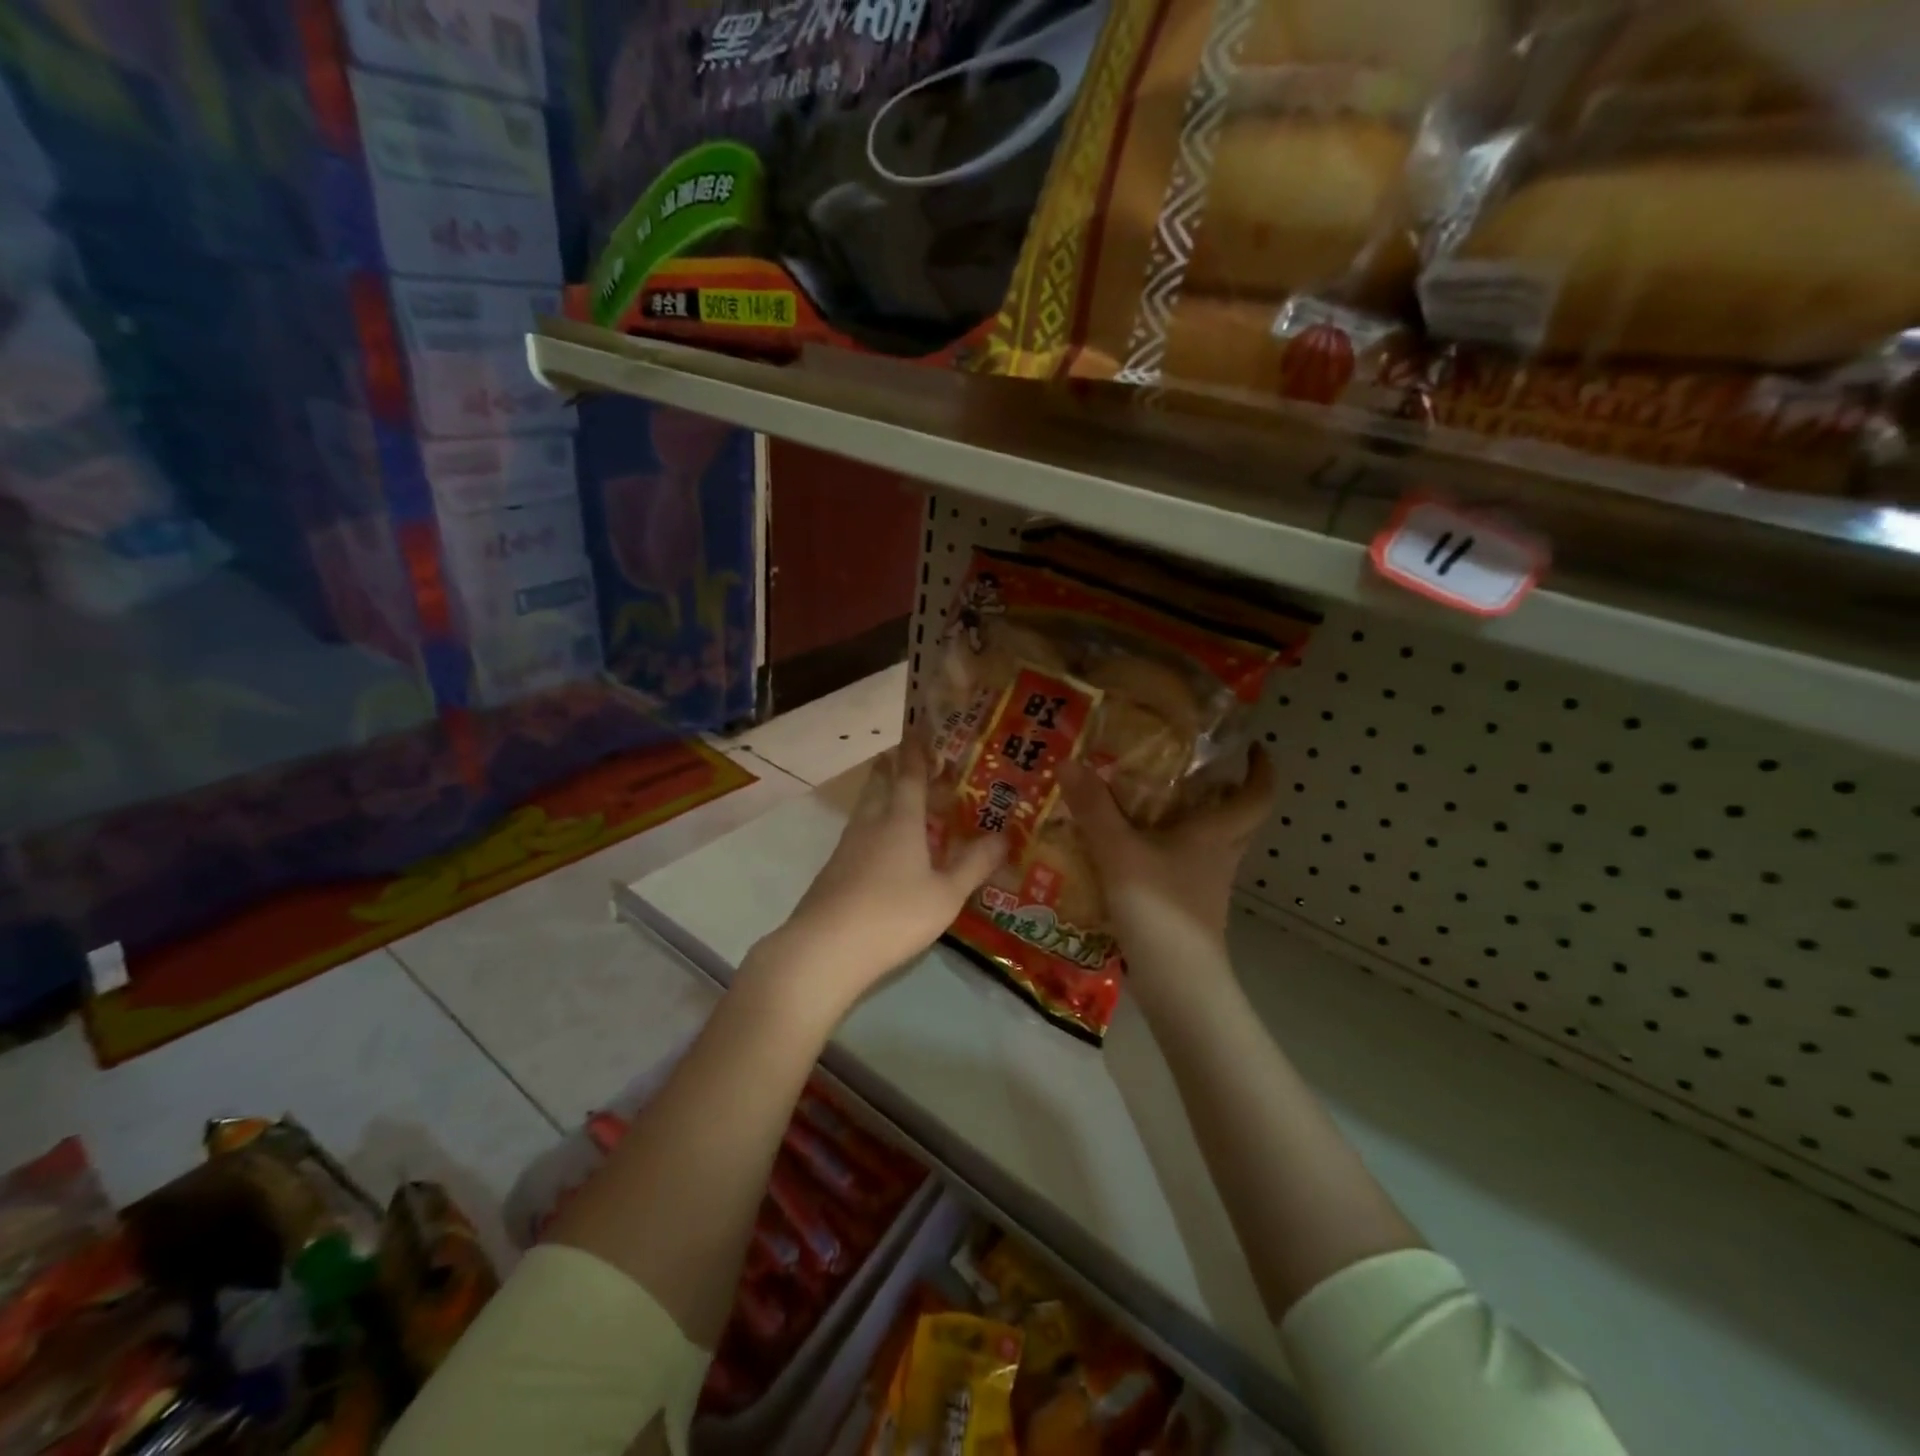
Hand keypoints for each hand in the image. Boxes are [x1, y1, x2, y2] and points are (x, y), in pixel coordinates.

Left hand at [768, 734, 1005, 1009]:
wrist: (825, 949)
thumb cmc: (894, 915)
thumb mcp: (946, 894)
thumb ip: (974, 865)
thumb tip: (1004, 837)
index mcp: (900, 821)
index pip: (909, 776)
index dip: (916, 753)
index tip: (918, 731)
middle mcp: (871, 825)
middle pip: (879, 786)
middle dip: (890, 768)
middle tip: (900, 756)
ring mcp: (847, 847)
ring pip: (864, 810)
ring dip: (878, 796)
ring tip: (893, 797)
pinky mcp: (833, 871)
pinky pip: (857, 835)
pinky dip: (871, 827)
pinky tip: (878, 847)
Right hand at [1060, 745, 1275, 978]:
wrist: (1176, 983)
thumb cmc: (1160, 908)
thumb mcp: (1119, 851)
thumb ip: (1093, 808)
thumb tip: (1069, 761)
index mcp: (1217, 834)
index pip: (1258, 795)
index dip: (1260, 768)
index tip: (1250, 746)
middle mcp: (1220, 856)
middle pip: (1237, 818)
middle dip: (1222, 791)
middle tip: (1189, 768)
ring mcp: (1206, 886)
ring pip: (1209, 843)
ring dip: (1191, 821)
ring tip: (1151, 800)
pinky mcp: (1188, 908)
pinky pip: (1184, 867)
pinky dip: (1166, 851)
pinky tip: (1132, 849)